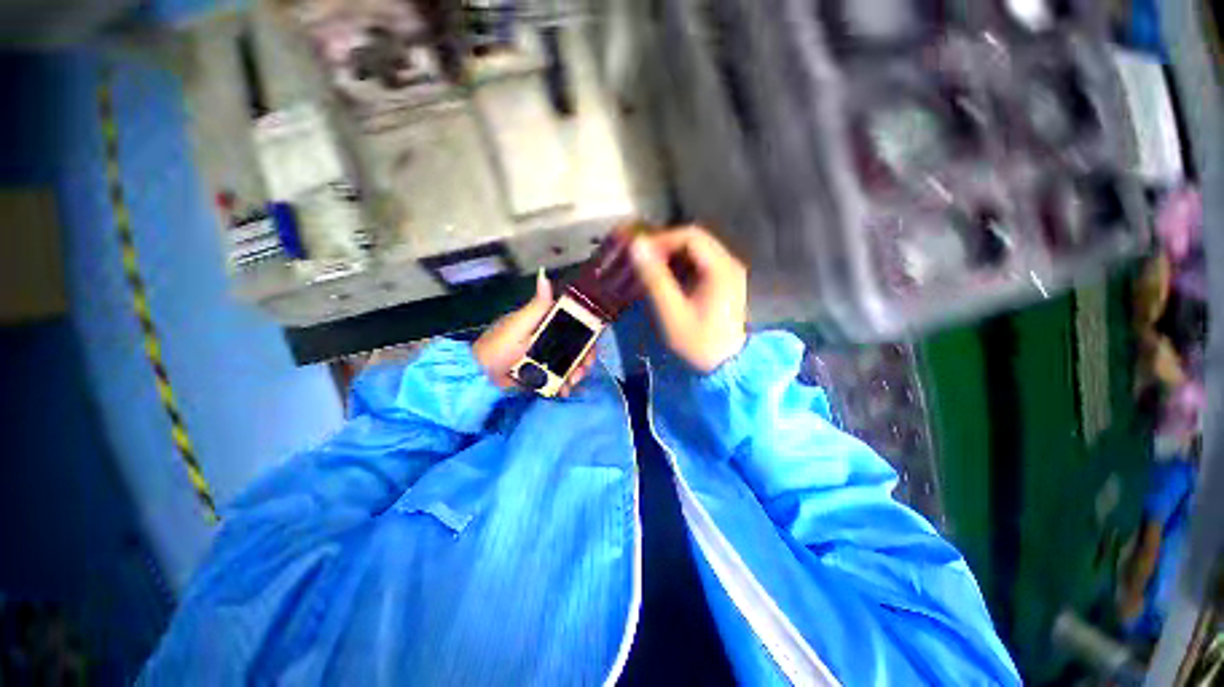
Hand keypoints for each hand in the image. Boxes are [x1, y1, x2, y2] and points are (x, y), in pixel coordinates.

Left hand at [473, 270, 596, 397]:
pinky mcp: (541, 373)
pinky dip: (564, 384)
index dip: (587, 335)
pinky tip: (564, 390)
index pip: (575, 325)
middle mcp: (549, 338)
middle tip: (582, 371)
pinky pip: (559, 377)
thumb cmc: (500, 345)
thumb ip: (537, 306)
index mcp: (546, 323)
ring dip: (576, 373)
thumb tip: (544, 275)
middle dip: (584, 359)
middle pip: (576, 346)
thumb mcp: (520, 324)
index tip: (591, 347)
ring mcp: (545, 357)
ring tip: (571, 383)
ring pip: (570, 363)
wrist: (479, 375)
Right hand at [631, 226, 747, 372]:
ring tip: (651, 270)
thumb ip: (654, 278)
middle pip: (695, 241)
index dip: (662, 239)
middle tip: (643, 260)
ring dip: (672, 257)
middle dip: (666, 247)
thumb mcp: (672, 312)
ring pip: (697, 252)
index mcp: (720, 269)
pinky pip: (700, 265)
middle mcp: (729, 264)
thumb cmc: (698, 342)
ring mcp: (729, 274)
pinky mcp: (724, 284)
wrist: (726, 367)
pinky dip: (681, 267)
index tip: (640, 252)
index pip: (690, 236)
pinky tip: (667, 281)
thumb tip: (637, 246)